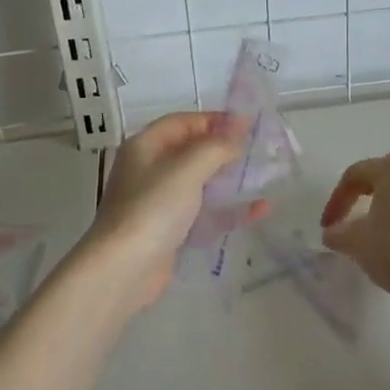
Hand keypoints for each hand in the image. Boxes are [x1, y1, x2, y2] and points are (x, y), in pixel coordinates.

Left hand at [75, 112, 265, 314]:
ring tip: (265, 177)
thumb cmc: (153, 207)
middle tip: (261, 151)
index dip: (215, 120)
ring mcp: (159, 202)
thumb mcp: (187, 168)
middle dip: (226, 150)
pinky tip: (259, 210)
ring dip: (230, 179)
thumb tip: (238, 130)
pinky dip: (228, 209)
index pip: (184, 122)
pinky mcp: (170, 230)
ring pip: (201, 183)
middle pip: (192, 152)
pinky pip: (204, 213)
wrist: (124, 268)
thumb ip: (216, 146)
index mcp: (146, 146)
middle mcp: (150, 169)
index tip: (249, 125)